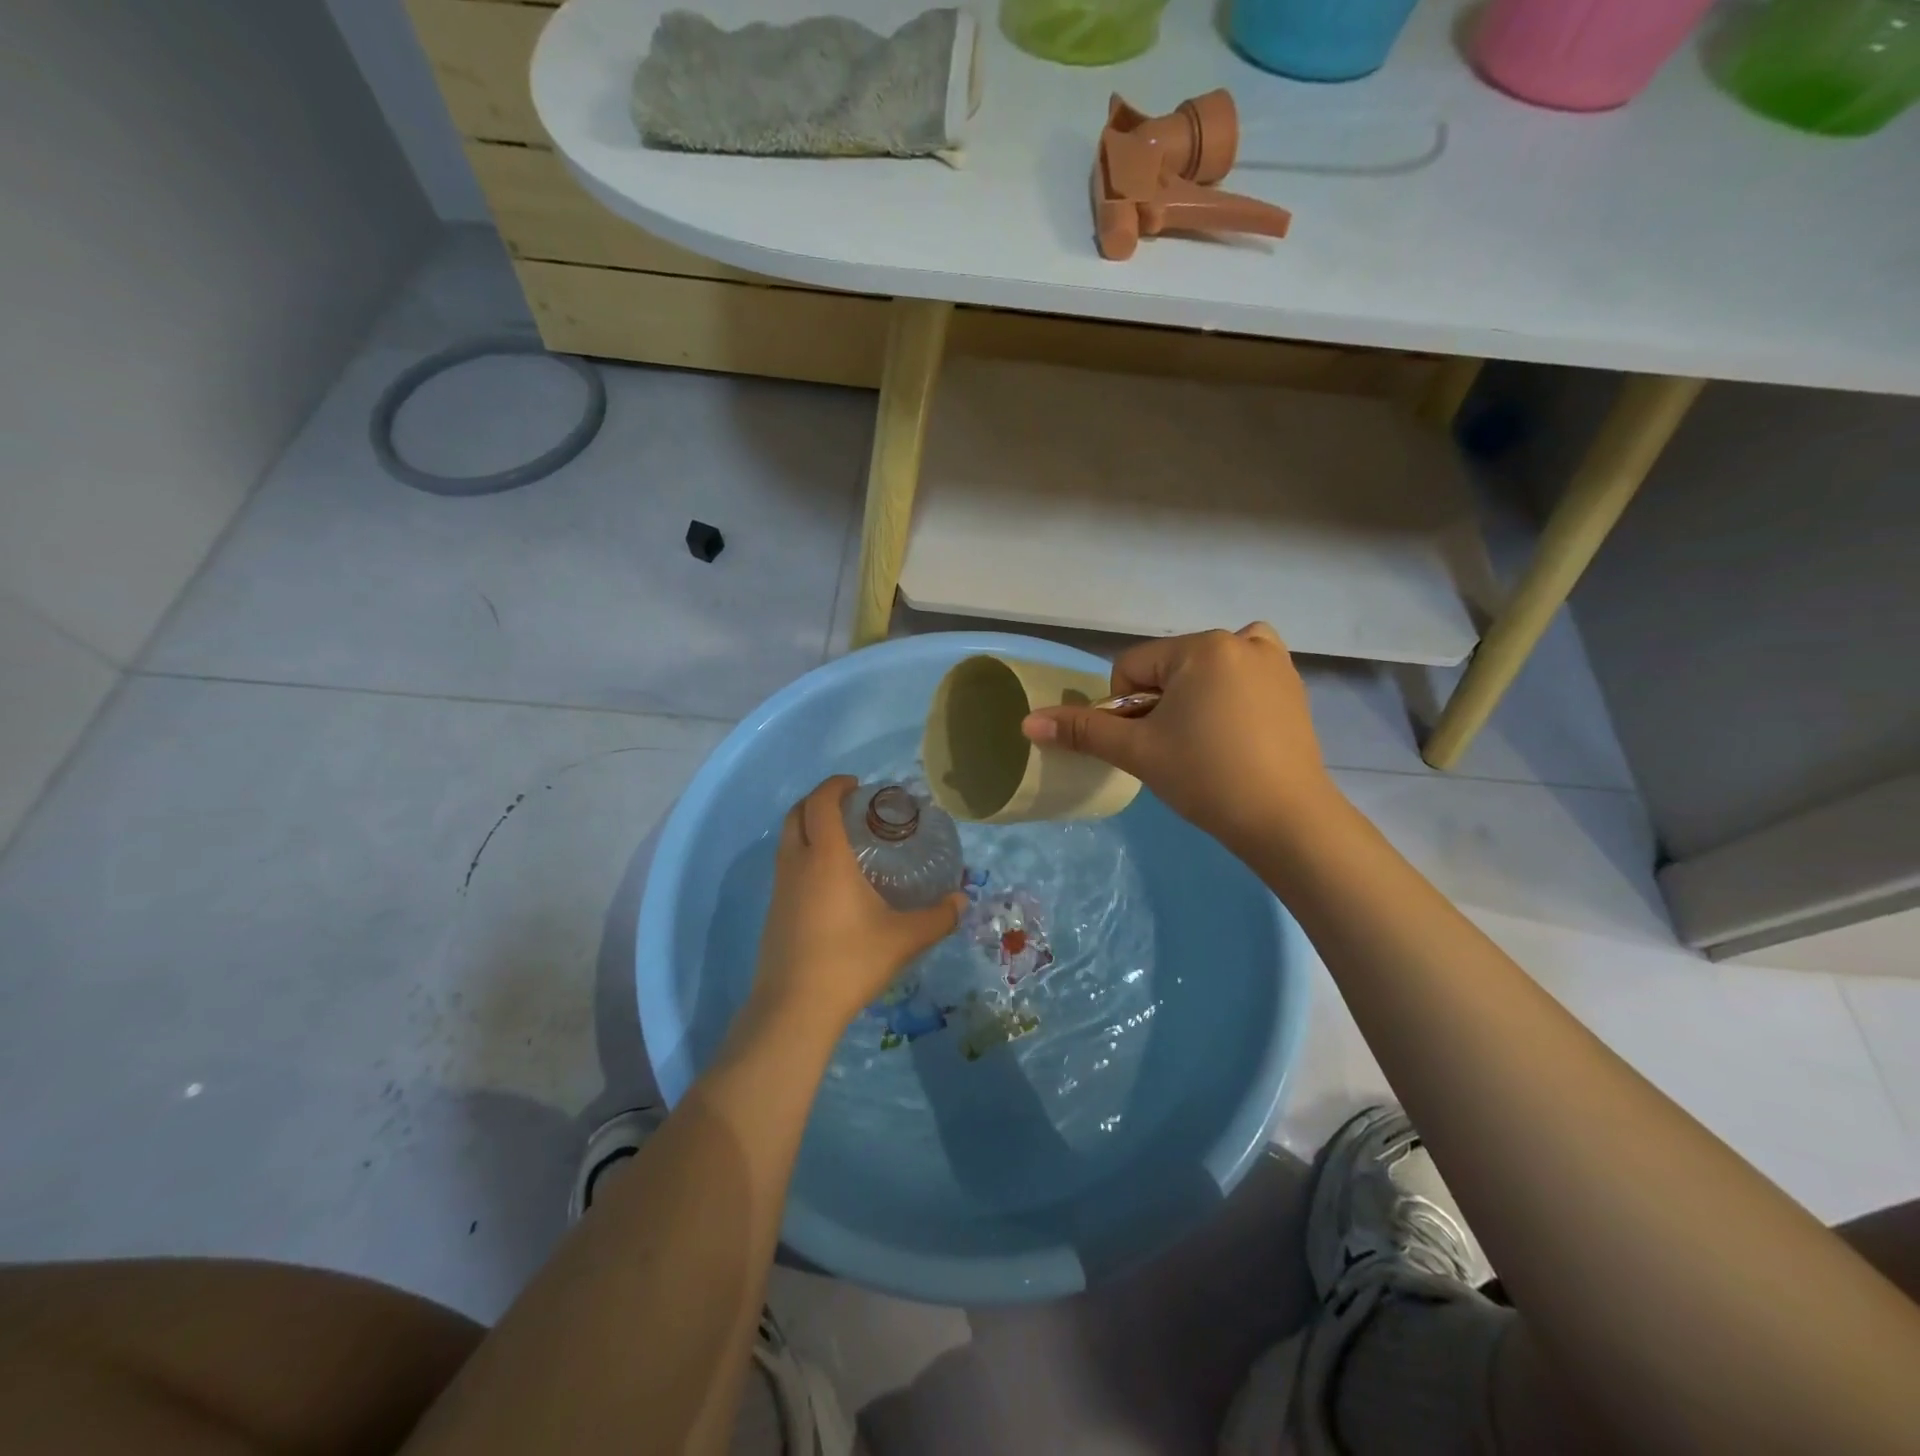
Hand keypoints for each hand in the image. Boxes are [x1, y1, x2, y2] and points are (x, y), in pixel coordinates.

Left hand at [750, 776, 966, 1039]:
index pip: (821, 802)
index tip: (857, 785)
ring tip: (841, 841)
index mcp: (826, 858)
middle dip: (818, 800)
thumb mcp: (904, 938)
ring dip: (807, 828)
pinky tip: (829, 883)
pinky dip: (803, 856)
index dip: (835, 785)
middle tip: (848, 806)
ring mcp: (780, 889)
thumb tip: (962, 902)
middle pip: (796, 814)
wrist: (795, 1008)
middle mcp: (797, 864)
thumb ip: (938, 917)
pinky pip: (786, 867)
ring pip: (786, 841)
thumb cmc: (851, 961)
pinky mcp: (773, 913)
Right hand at [1020, 624, 1337, 852]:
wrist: (1286, 820)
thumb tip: (1028, 722)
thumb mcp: (1138, 752)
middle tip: (1180, 749)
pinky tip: (1237, 725)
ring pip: (1205, 669)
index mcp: (1201, 647)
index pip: (1131, 668)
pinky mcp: (1294, 685)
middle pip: (1168, 668)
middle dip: (1161, 704)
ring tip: (1208, 738)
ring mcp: (1273, 661)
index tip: (1149, 745)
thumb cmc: (1206, 777)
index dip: (1127, 710)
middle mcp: (1240, 640)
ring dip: (1195, 695)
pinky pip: (1247, 671)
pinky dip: (1232, 689)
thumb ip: (1083, 730)